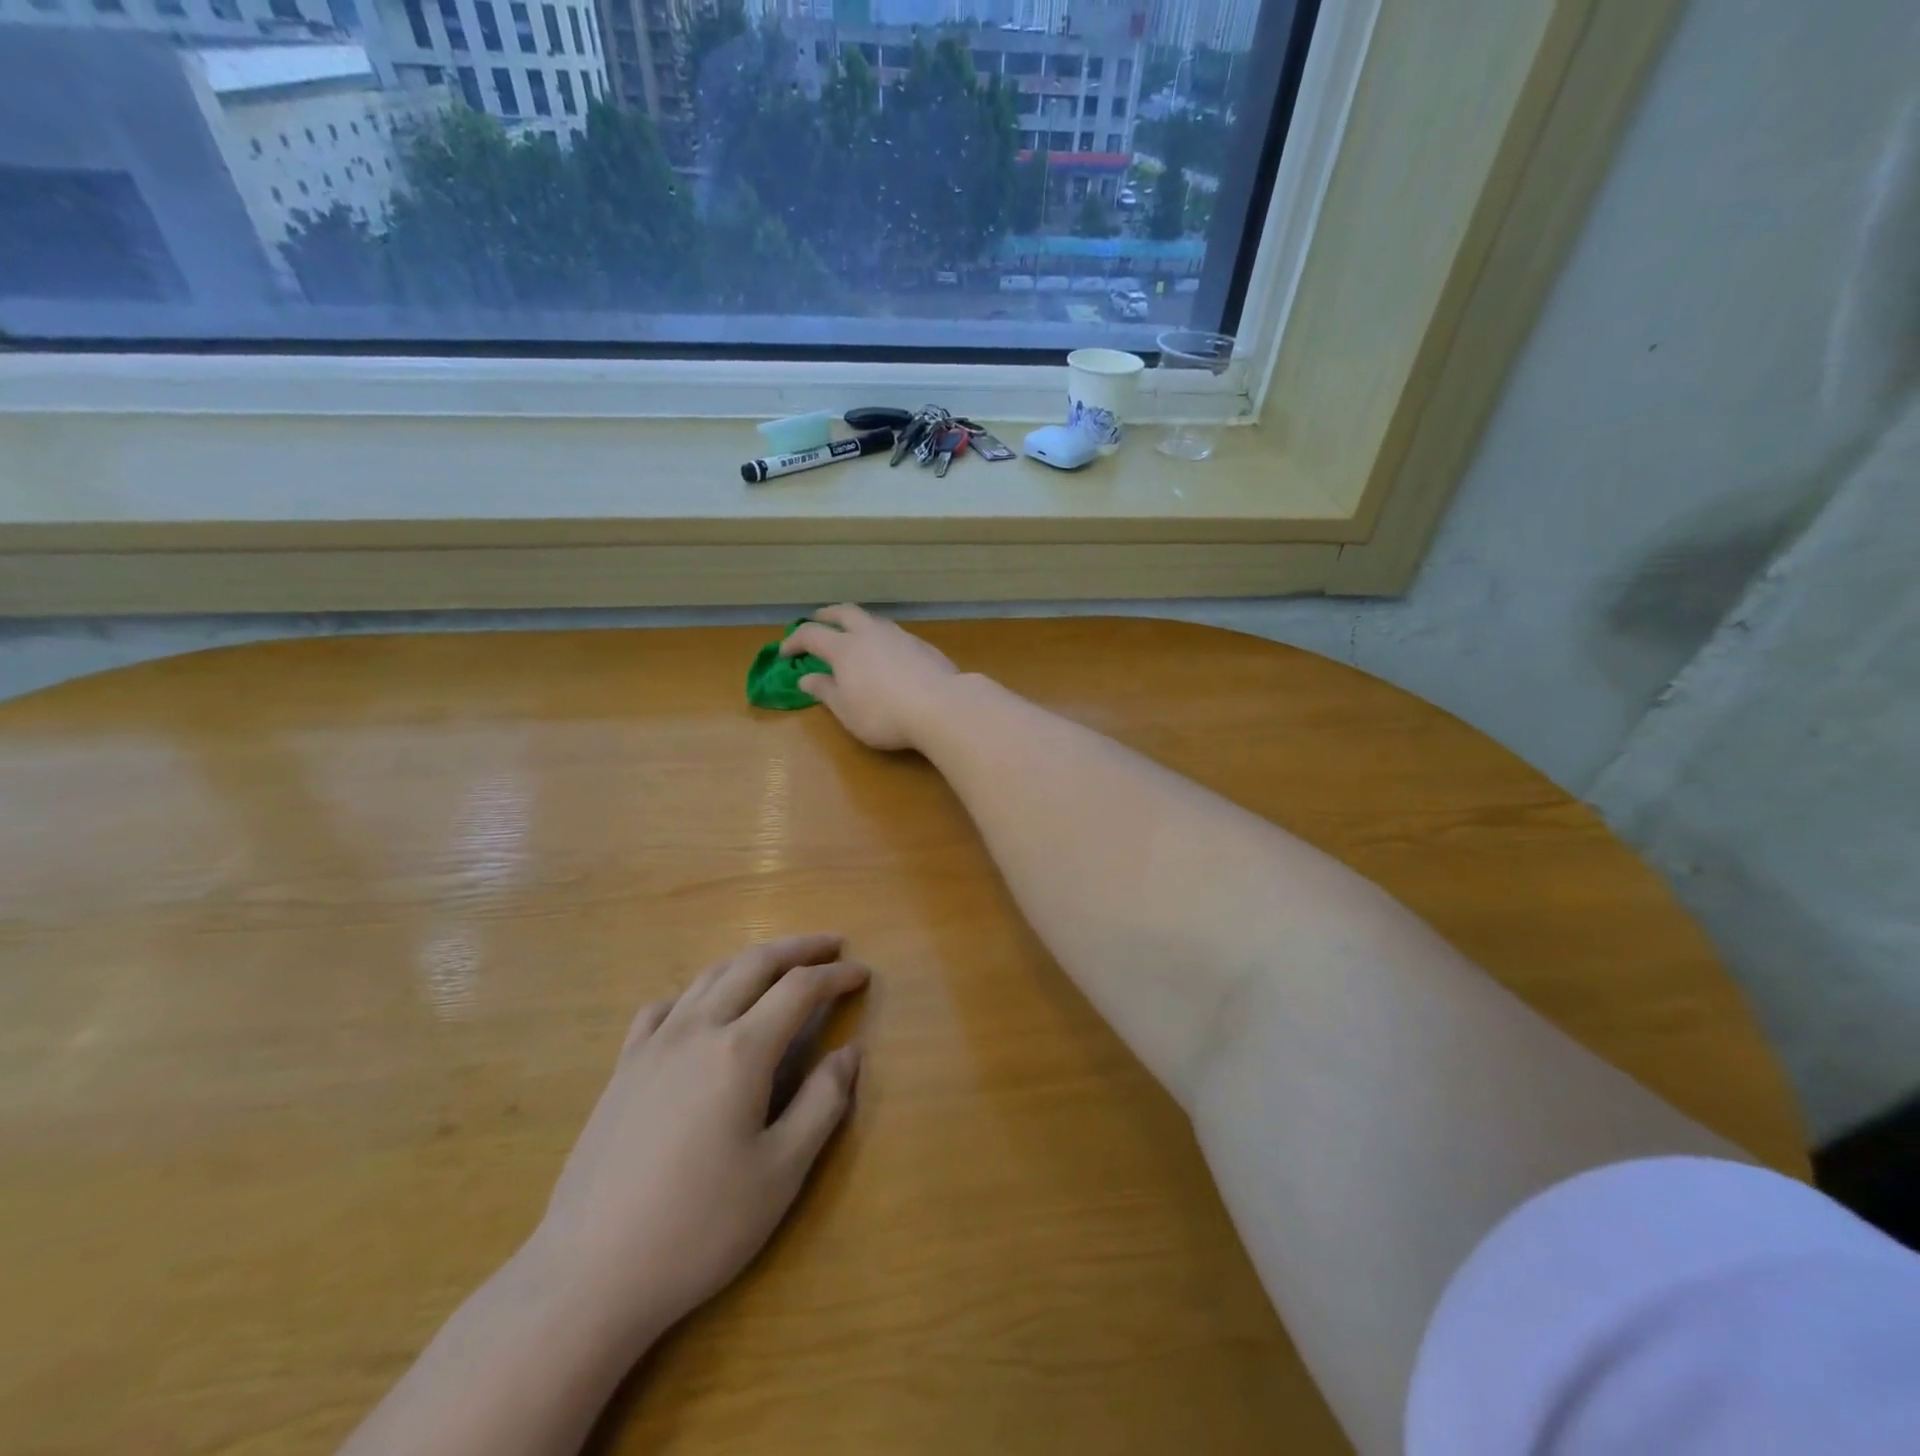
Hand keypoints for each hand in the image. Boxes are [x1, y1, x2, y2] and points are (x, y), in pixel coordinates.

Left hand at [531, 935, 867, 1353]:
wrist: (588, 1275)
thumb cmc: (698, 1227)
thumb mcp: (780, 1173)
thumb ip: (823, 1103)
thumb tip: (850, 1052)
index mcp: (741, 1051)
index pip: (799, 989)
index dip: (836, 976)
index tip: (863, 973)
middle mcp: (697, 1029)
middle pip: (754, 964)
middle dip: (798, 949)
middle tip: (831, 947)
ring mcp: (653, 1045)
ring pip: (709, 976)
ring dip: (751, 960)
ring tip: (779, 964)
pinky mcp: (623, 1068)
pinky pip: (664, 1007)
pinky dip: (697, 992)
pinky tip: (701, 1009)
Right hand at [781, 604, 960, 751]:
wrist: (942, 707)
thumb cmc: (884, 714)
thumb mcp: (847, 710)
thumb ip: (826, 691)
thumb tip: (807, 678)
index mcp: (844, 648)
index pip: (811, 635)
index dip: (794, 641)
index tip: (785, 653)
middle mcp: (870, 633)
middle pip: (844, 612)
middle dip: (826, 615)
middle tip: (817, 620)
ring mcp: (899, 636)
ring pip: (872, 619)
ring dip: (857, 622)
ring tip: (853, 634)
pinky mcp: (923, 645)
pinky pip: (894, 633)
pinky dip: (881, 637)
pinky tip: (887, 652)